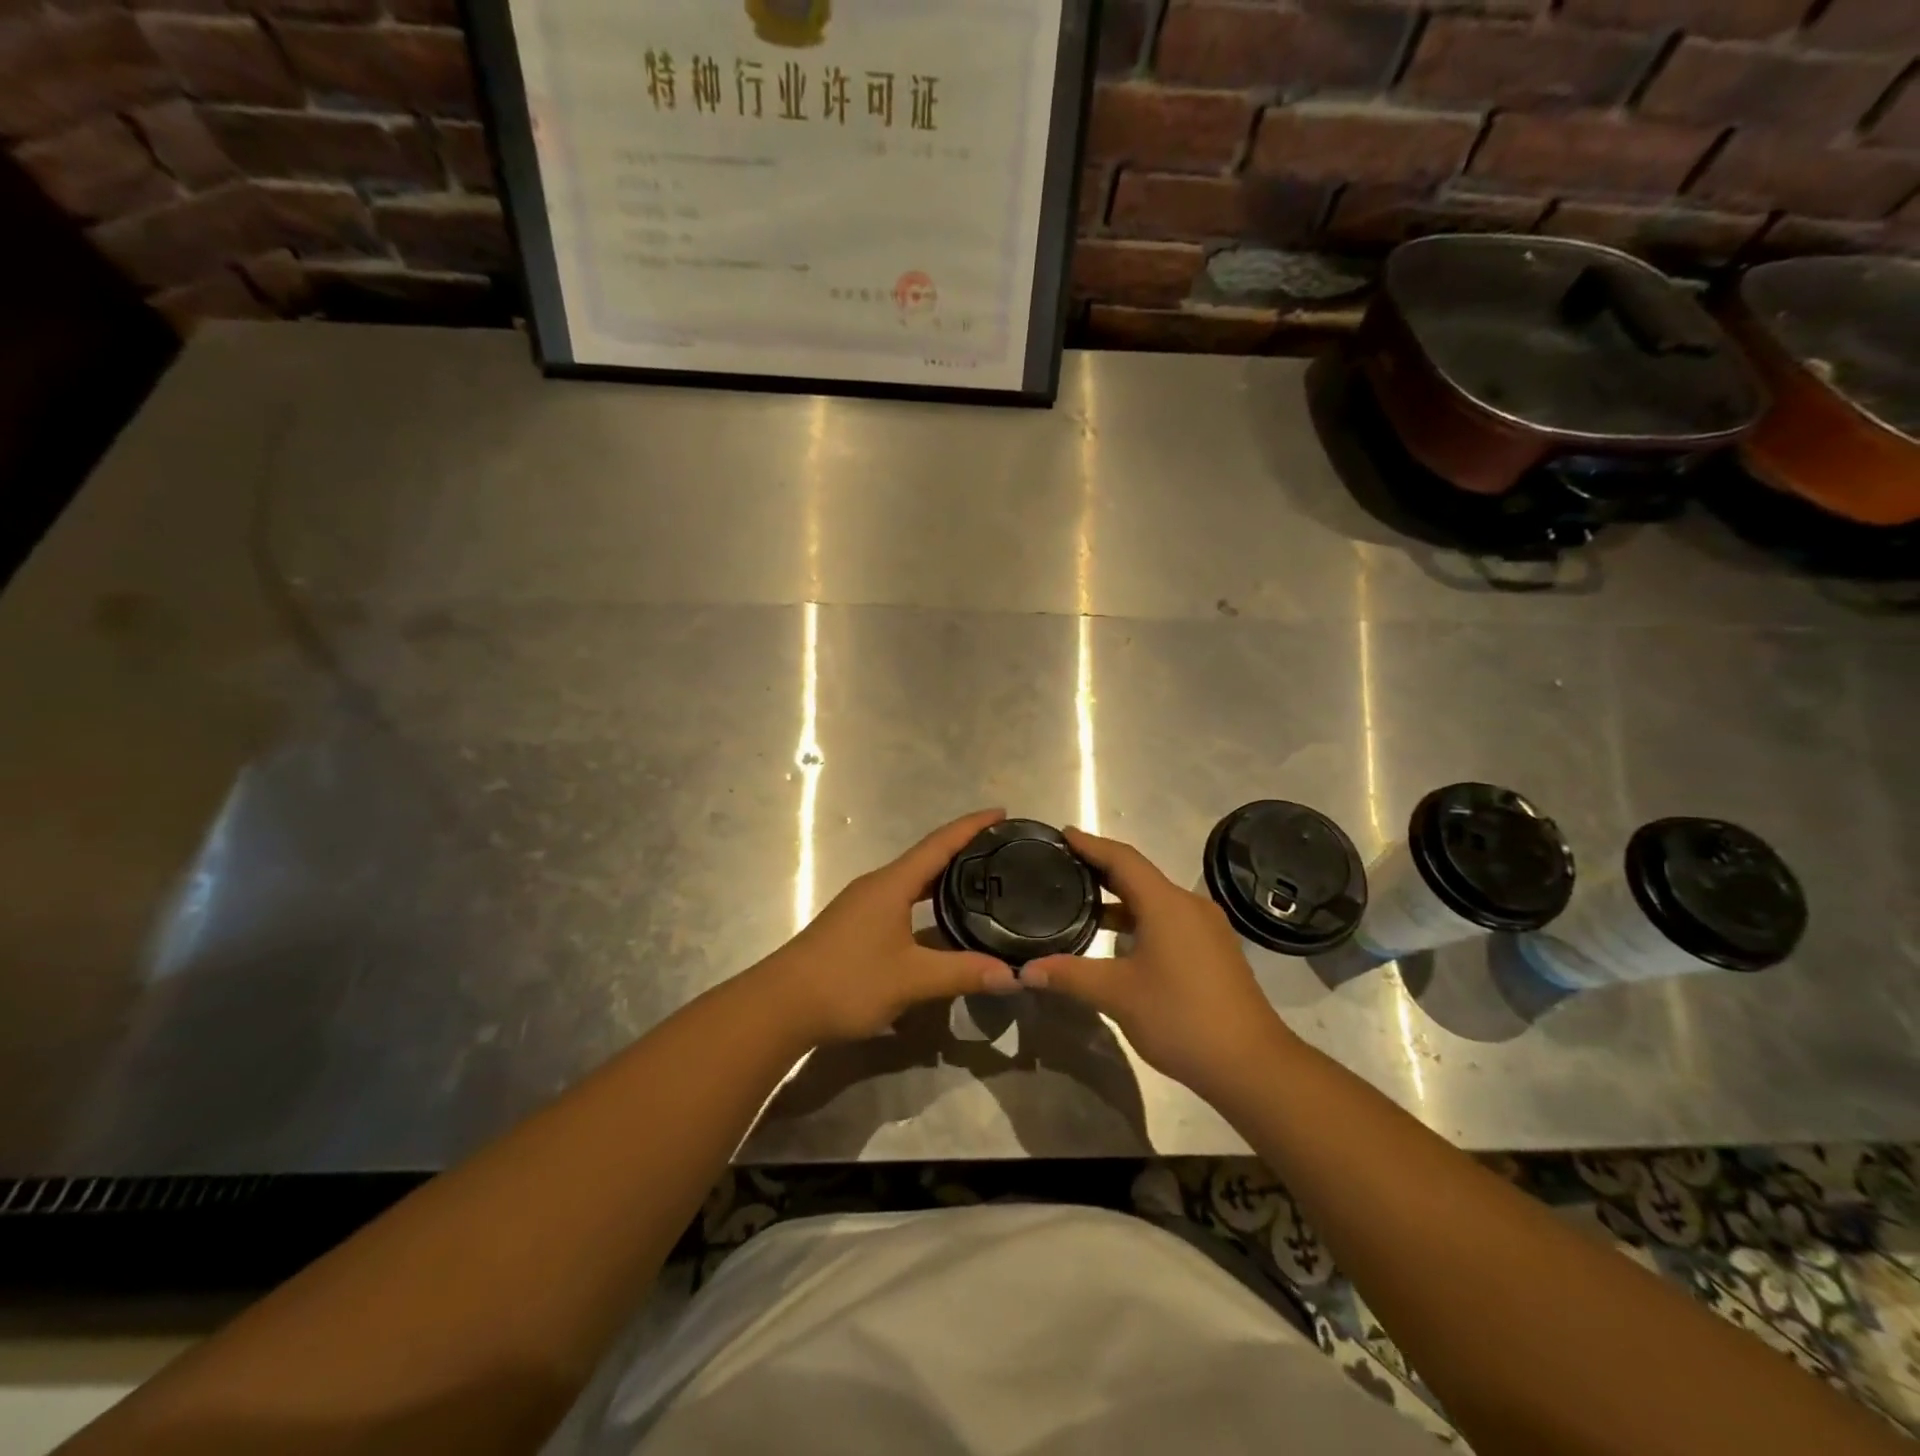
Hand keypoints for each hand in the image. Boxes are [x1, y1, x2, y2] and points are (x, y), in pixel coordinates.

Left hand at [756, 808, 1021, 1044]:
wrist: (781, 1005)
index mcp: (891, 884)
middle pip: (927, 858)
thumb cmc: (847, 981)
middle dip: (963, 850)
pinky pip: (901, 900)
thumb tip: (1015, 975)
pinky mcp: (855, 925)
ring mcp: (863, 904)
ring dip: (944, 877)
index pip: (939, 844)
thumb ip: (962, 973)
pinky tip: (940, 921)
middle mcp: (877, 885)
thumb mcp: (911, 979)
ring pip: (912, 881)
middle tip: (1001, 851)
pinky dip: (926, 900)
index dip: (971, 826)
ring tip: (980, 881)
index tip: (1001, 812)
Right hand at [1023, 827, 1297, 1099]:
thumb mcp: (1117, 995)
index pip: (1122, 858)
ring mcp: (1206, 928)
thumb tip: (1025, 971)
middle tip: (1064, 866)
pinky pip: (1169, 919)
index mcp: (1166, 904)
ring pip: (1155, 900)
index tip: (1062, 834)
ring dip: (1120, 898)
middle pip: (1139, 875)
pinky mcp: (1214, 950)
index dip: (1090, 844)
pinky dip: (1140, 918)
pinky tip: (1119, 940)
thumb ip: (1069, 975)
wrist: (1251, 1064)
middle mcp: (1189, 905)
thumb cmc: (1181, 1017)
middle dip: (1101, 869)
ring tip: (1083, 903)